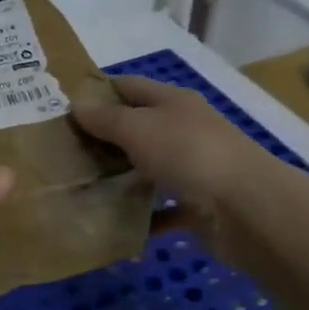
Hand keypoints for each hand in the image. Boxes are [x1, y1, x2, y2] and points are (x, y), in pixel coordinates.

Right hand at [72, 75, 279, 258]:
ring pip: (148, 169)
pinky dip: (141, 216)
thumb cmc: (188, 154)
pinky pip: (162, 209)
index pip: (129, 86)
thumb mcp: (137, 128)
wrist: (247, 210)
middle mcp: (184, 130)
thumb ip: (105, 118)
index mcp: (172, 102)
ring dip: (120, 177)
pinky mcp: (198, 206)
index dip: (98, 91)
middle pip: (137, 128)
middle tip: (61, 150)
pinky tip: (112, 223)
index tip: (63, 106)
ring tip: (79, 186)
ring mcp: (193, 168)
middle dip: (103, 138)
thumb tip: (76, 105)